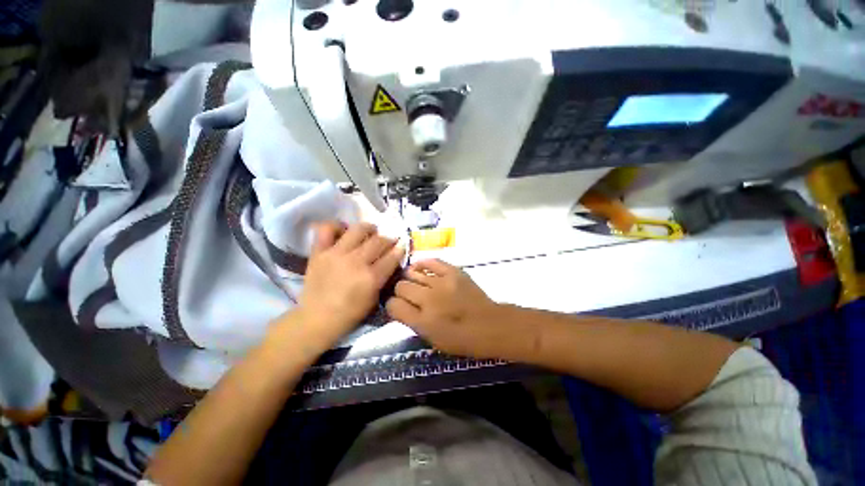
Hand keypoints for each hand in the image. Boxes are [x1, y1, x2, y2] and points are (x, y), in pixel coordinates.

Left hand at [295, 222, 404, 343]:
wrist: (317, 318)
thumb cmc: (350, 313)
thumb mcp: (374, 298)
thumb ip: (383, 277)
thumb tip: (390, 260)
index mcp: (371, 277)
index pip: (392, 256)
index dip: (400, 249)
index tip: (402, 246)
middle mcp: (356, 262)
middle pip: (378, 241)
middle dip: (388, 239)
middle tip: (388, 242)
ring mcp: (336, 254)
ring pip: (358, 230)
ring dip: (369, 228)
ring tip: (370, 232)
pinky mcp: (319, 252)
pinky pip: (326, 229)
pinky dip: (336, 226)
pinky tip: (344, 231)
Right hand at [386, 259, 503, 357]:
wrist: (490, 325)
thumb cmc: (461, 339)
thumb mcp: (432, 339)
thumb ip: (413, 322)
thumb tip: (399, 306)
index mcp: (423, 322)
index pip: (393, 306)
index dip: (392, 306)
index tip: (397, 306)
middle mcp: (429, 300)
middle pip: (401, 287)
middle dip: (400, 292)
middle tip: (409, 296)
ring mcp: (441, 283)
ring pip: (412, 273)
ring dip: (410, 279)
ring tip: (415, 283)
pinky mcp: (453, 271)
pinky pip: (430, 261)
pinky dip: (422, 264)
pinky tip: (421, 269)